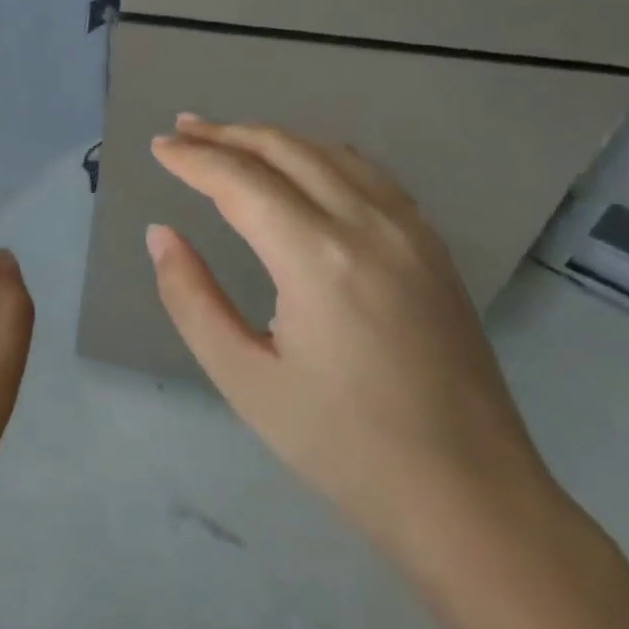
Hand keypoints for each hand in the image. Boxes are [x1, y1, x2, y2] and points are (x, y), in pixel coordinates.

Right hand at [146, 116, 556, 553]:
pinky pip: (369, 174)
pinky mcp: (433, 248)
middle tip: (181, 129)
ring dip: (272, 138)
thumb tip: (161, 234)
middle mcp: (367, 226)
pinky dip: (321, 154)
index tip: (157, 148)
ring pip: (330, 152)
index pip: (240, 181)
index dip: (193, 159)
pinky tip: (303, 163)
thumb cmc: (343, 446)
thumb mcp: (243, 379)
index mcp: (317, 258)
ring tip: (229, 137)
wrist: (471, 499)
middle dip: (227, 134)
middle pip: (285, 150)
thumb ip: (190, 297)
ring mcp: (410, 232)